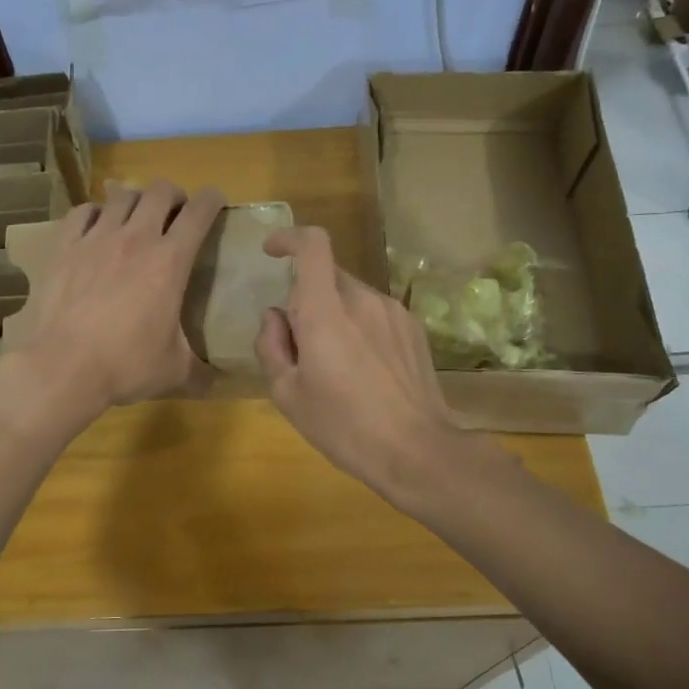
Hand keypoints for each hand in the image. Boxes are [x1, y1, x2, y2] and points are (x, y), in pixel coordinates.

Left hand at [0, 179, 225, 434]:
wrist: (63, 367)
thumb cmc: (126, 365)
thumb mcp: (173, 371)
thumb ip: (200, 372)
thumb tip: (217, 384)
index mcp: (170, 261)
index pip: (199, 212)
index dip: (212, 200)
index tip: (215, 203)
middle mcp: (136, 238)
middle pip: (160, 191)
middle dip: (174, 196)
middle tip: (174, 215)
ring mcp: (96, 238)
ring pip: (121, 195)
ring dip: (135, 200)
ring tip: (136, 217)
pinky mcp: (65, 247)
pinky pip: (82, 212)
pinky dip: (94, 213)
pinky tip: (96, 227)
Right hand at [255, 226, 459, 500]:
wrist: (417, 450)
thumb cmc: (343, 426)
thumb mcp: (288, 395)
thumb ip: (271, 346)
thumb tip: (275, 317)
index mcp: (325, 312)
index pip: (312, 245)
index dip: (289, 238)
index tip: (272, 252)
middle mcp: (362, 299)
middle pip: (327, 274)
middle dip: (306, 297)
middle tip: (299, 343)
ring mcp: (393, 311)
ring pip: (351, 295)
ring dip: (334, 313)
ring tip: (335, 364)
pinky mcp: (414, 328)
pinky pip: (375, 312)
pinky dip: (360, 326)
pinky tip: (365, 369)